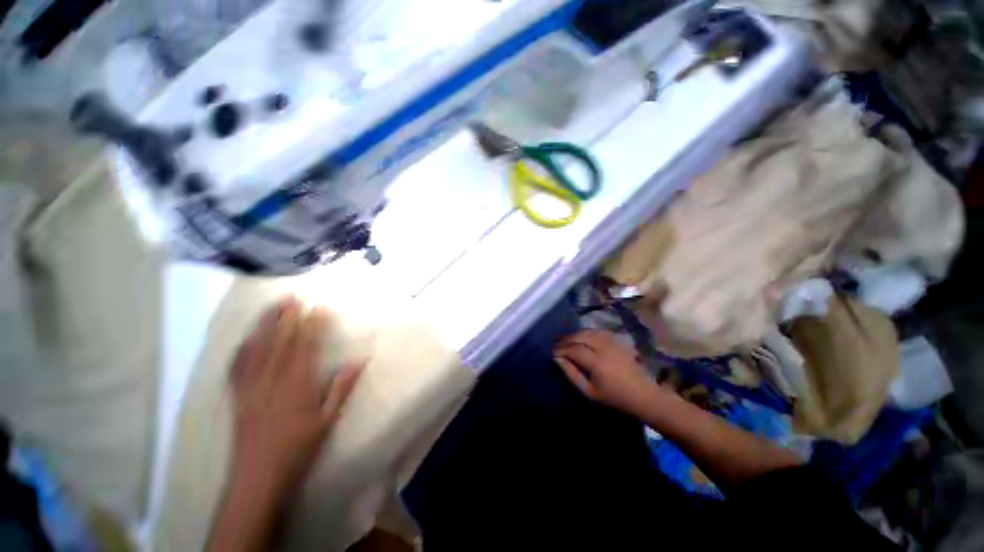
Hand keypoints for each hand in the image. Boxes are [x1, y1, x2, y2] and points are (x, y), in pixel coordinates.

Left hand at [228, 297, 363, 500]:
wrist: (257, 477)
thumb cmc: (298, 448)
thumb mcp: (327, 420)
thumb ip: (341, 388)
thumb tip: (360, 360)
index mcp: (297, 386)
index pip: (305, 348)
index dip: (311, 326)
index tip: (317, 309)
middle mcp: (272, 381)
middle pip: (279, 343)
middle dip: (286, 318)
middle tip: (292, 298)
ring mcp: (251, 388)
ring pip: (257, 350)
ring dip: (264, 326)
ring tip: (271, 307)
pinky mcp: (237, 396)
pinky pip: (237, 367)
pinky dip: (242, 348)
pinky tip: (246, 337)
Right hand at [553, 329, 662, 416]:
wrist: (643, 395)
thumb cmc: (614, 397)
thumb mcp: (589, 392)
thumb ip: (571, 374)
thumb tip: (557, 359)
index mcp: (596, 362)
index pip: (574, 349)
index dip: (561, 349)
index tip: (552, 352)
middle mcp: (604, 348)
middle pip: (580, 336)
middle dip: (566, 339)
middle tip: (557, 344)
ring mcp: (612, 342)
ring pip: (589, 331)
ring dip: (576, 334)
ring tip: (567, 340)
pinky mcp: (618, 341)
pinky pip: (598, 331)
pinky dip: (587, 332)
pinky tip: (583, 337)